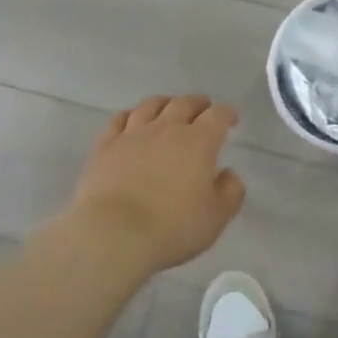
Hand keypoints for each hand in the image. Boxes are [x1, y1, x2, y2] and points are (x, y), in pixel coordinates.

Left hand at [63, 94, 246, 273]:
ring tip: (169, 107)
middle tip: (204, 108)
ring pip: (151, 105)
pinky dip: (130, 115)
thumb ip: (230, 192)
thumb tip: (228, 173)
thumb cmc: (172, 228)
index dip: (227, 113)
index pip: (218, 115)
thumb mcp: (216, 217)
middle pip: (184, 103)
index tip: (231, 119)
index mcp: (199, 142)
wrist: (114, 234)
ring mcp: (133, 134)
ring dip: (165, 103)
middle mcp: (167, 129)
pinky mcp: (105, 146)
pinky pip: (119, 119)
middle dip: (198, 103)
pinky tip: (132, 121)